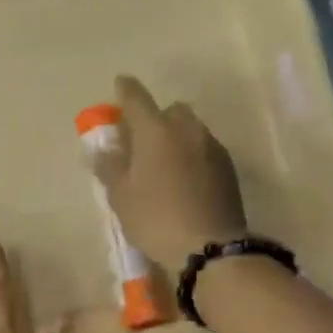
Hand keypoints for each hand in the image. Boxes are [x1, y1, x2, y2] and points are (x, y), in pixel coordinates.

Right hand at [91, 75, 246, 270]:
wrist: (209, 248)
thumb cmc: (155, 218)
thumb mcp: (121, 196)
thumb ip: (110, 166)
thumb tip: (103, 149)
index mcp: (156, 130)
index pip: (136, 98)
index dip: (125, 90)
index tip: (120, 84)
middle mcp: (187, 129)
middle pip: (170, 110)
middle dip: (156, 118)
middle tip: (141, 140)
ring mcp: (212, 147)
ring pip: (191, 129)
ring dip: (176, 137)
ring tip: (164, 163)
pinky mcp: (228, 168)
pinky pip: (205, 149)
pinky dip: (192, 155)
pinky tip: (185, 179)